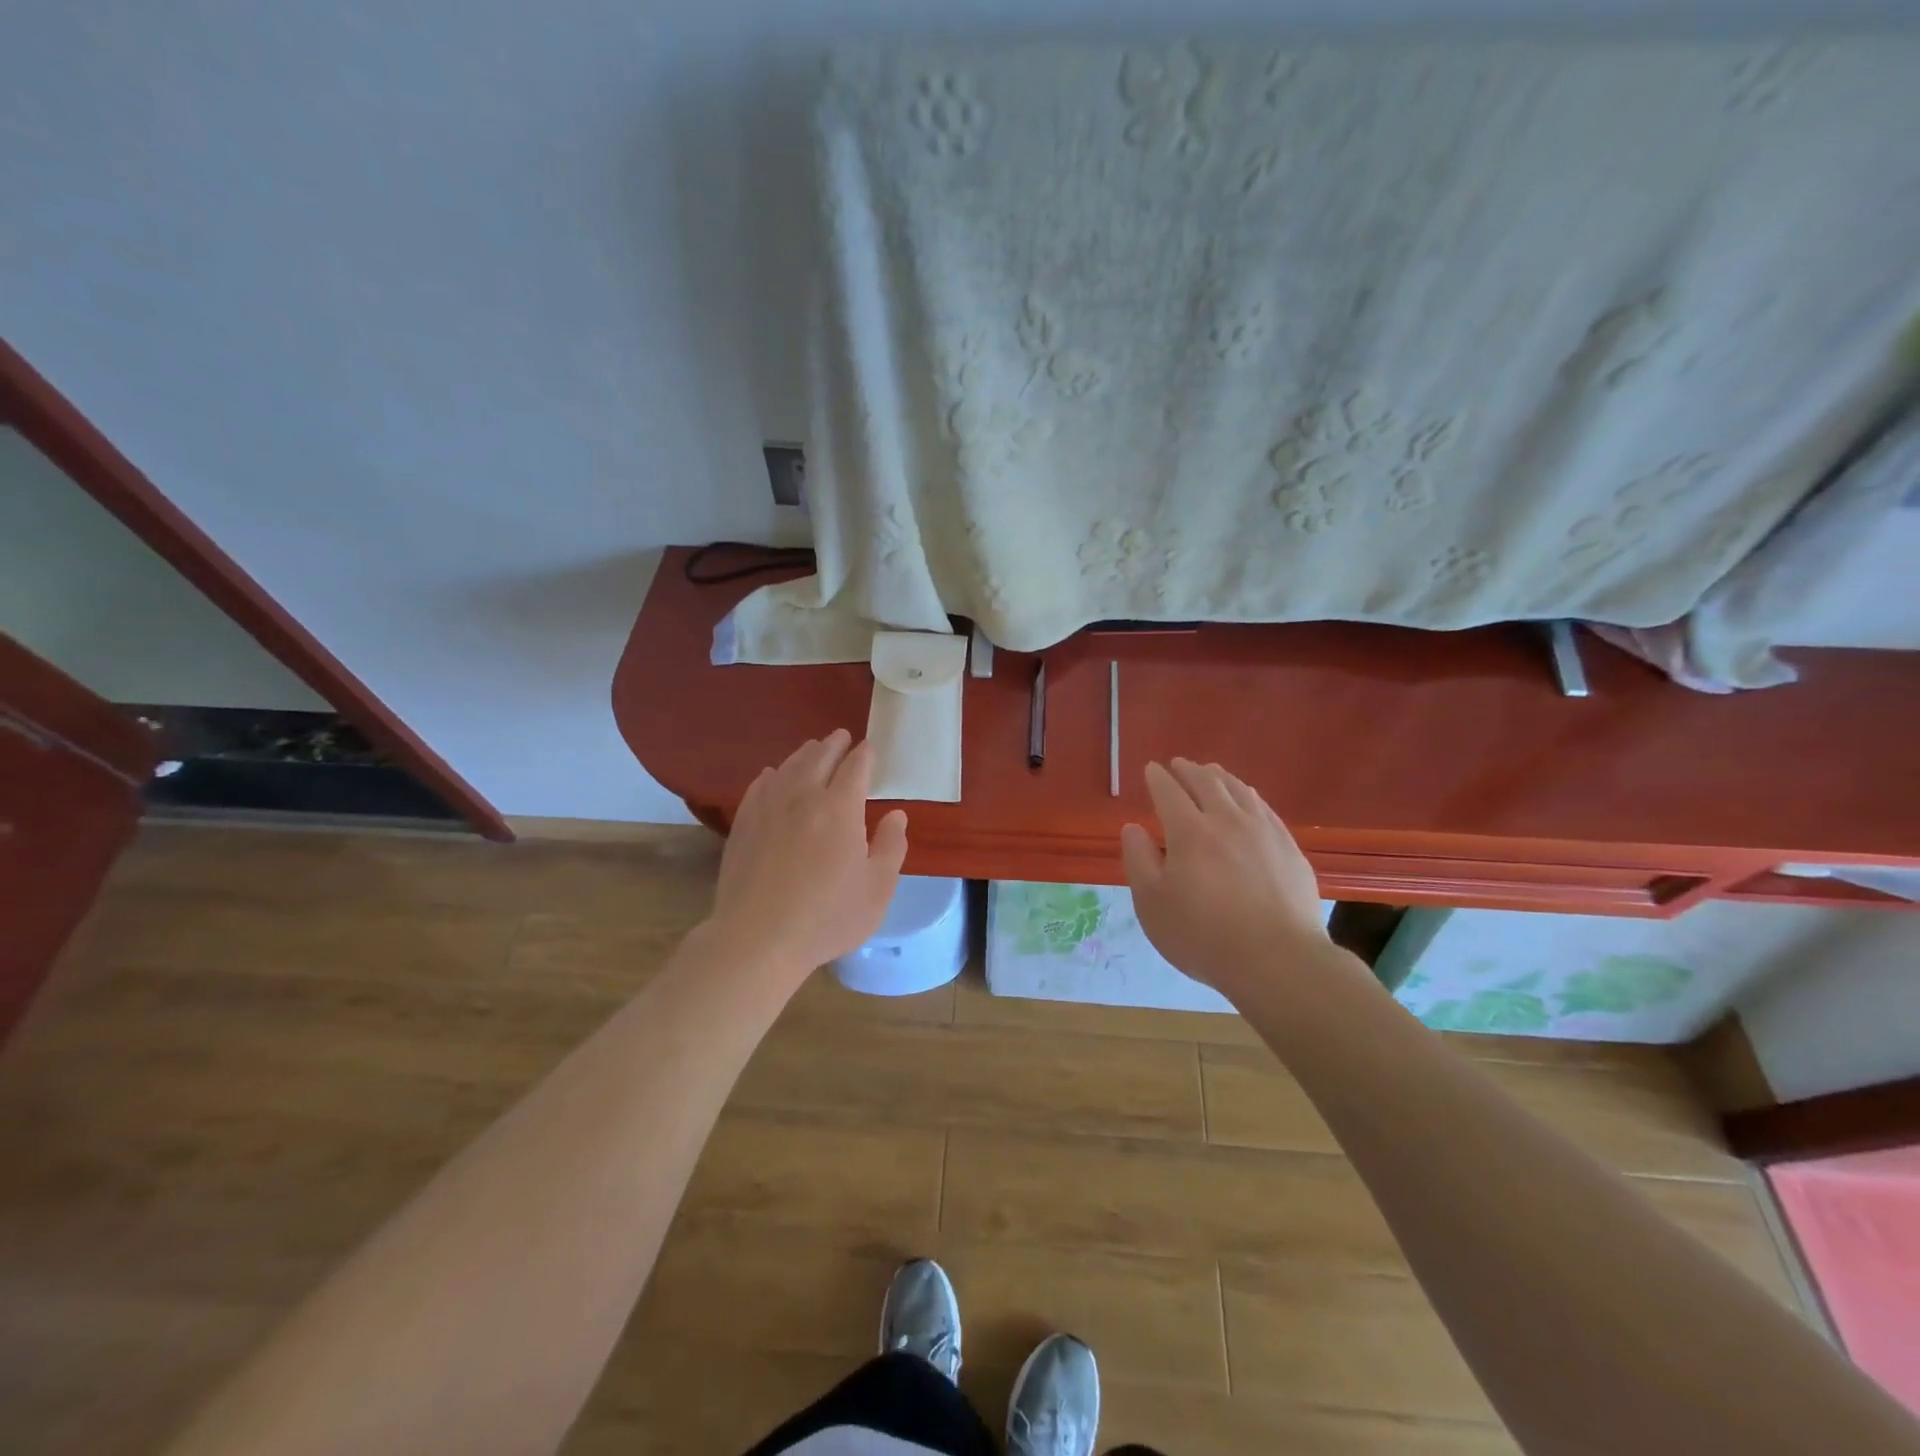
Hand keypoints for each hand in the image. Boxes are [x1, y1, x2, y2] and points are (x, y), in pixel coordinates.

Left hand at [708, 729, 908, 983]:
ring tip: (812, 749)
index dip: (864, 754)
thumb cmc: (827, 917)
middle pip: (819, 758)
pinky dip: (772, 774)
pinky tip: (772, 775)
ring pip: (789, 767)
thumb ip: (891, 847)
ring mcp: (768, 808)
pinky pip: (760, 786)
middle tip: (841, 737)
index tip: (869, 747)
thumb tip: (896, 815)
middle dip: (834, 744)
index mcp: (841, 808)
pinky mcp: (743, 824)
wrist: (758, 938)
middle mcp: (803, 797)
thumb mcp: (877, 889)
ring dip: (805, 754)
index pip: (855, 767)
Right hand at [1120, 759, 1329, 993]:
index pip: (1169, 792)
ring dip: (1220, 777)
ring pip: (1239, 790)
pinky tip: (1248, 802)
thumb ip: (1138, 860)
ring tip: (1211, 773)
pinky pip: (1264, 808)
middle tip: (1179, 765)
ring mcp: (1263, 832)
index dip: (1157, 778)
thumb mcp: (1152, 903)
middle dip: (1188, 770)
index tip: (1151, 769)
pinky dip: (1248, 796)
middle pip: (1207, 782)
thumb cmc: (1202, 935)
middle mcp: (1227, 820)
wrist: (1277, 961)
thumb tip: (1133, 828)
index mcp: (1189, 831)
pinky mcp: (1289, 848)